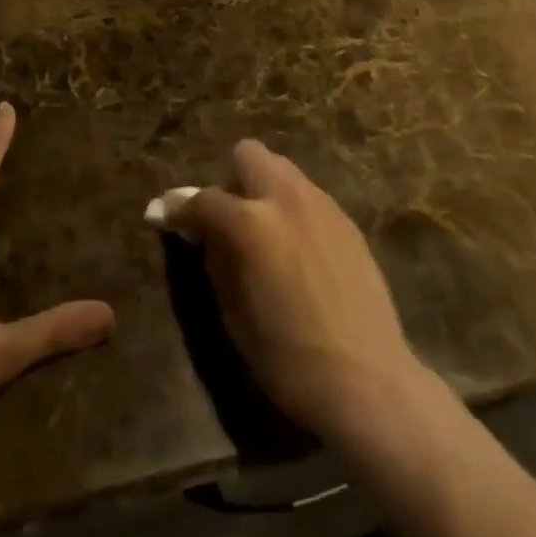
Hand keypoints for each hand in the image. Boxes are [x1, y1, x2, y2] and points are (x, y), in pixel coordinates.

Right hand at [168, 140, 426, 445]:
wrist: (369, 382)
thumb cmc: (289, 360)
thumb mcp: (234, 315)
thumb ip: (215, 261)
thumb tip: (200, 234)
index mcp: (251, 223)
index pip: (202, 199)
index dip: (178, 209)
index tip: (166, 217)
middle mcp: (285, 198)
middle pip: (248, 154)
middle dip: (231, 179)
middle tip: (229, 221)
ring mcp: (321, 204)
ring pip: (282, 169)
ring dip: (264, 191)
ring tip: (266, 235)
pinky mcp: (346, 220)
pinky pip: (309, 196)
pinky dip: (293, 210)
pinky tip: (299, 251)